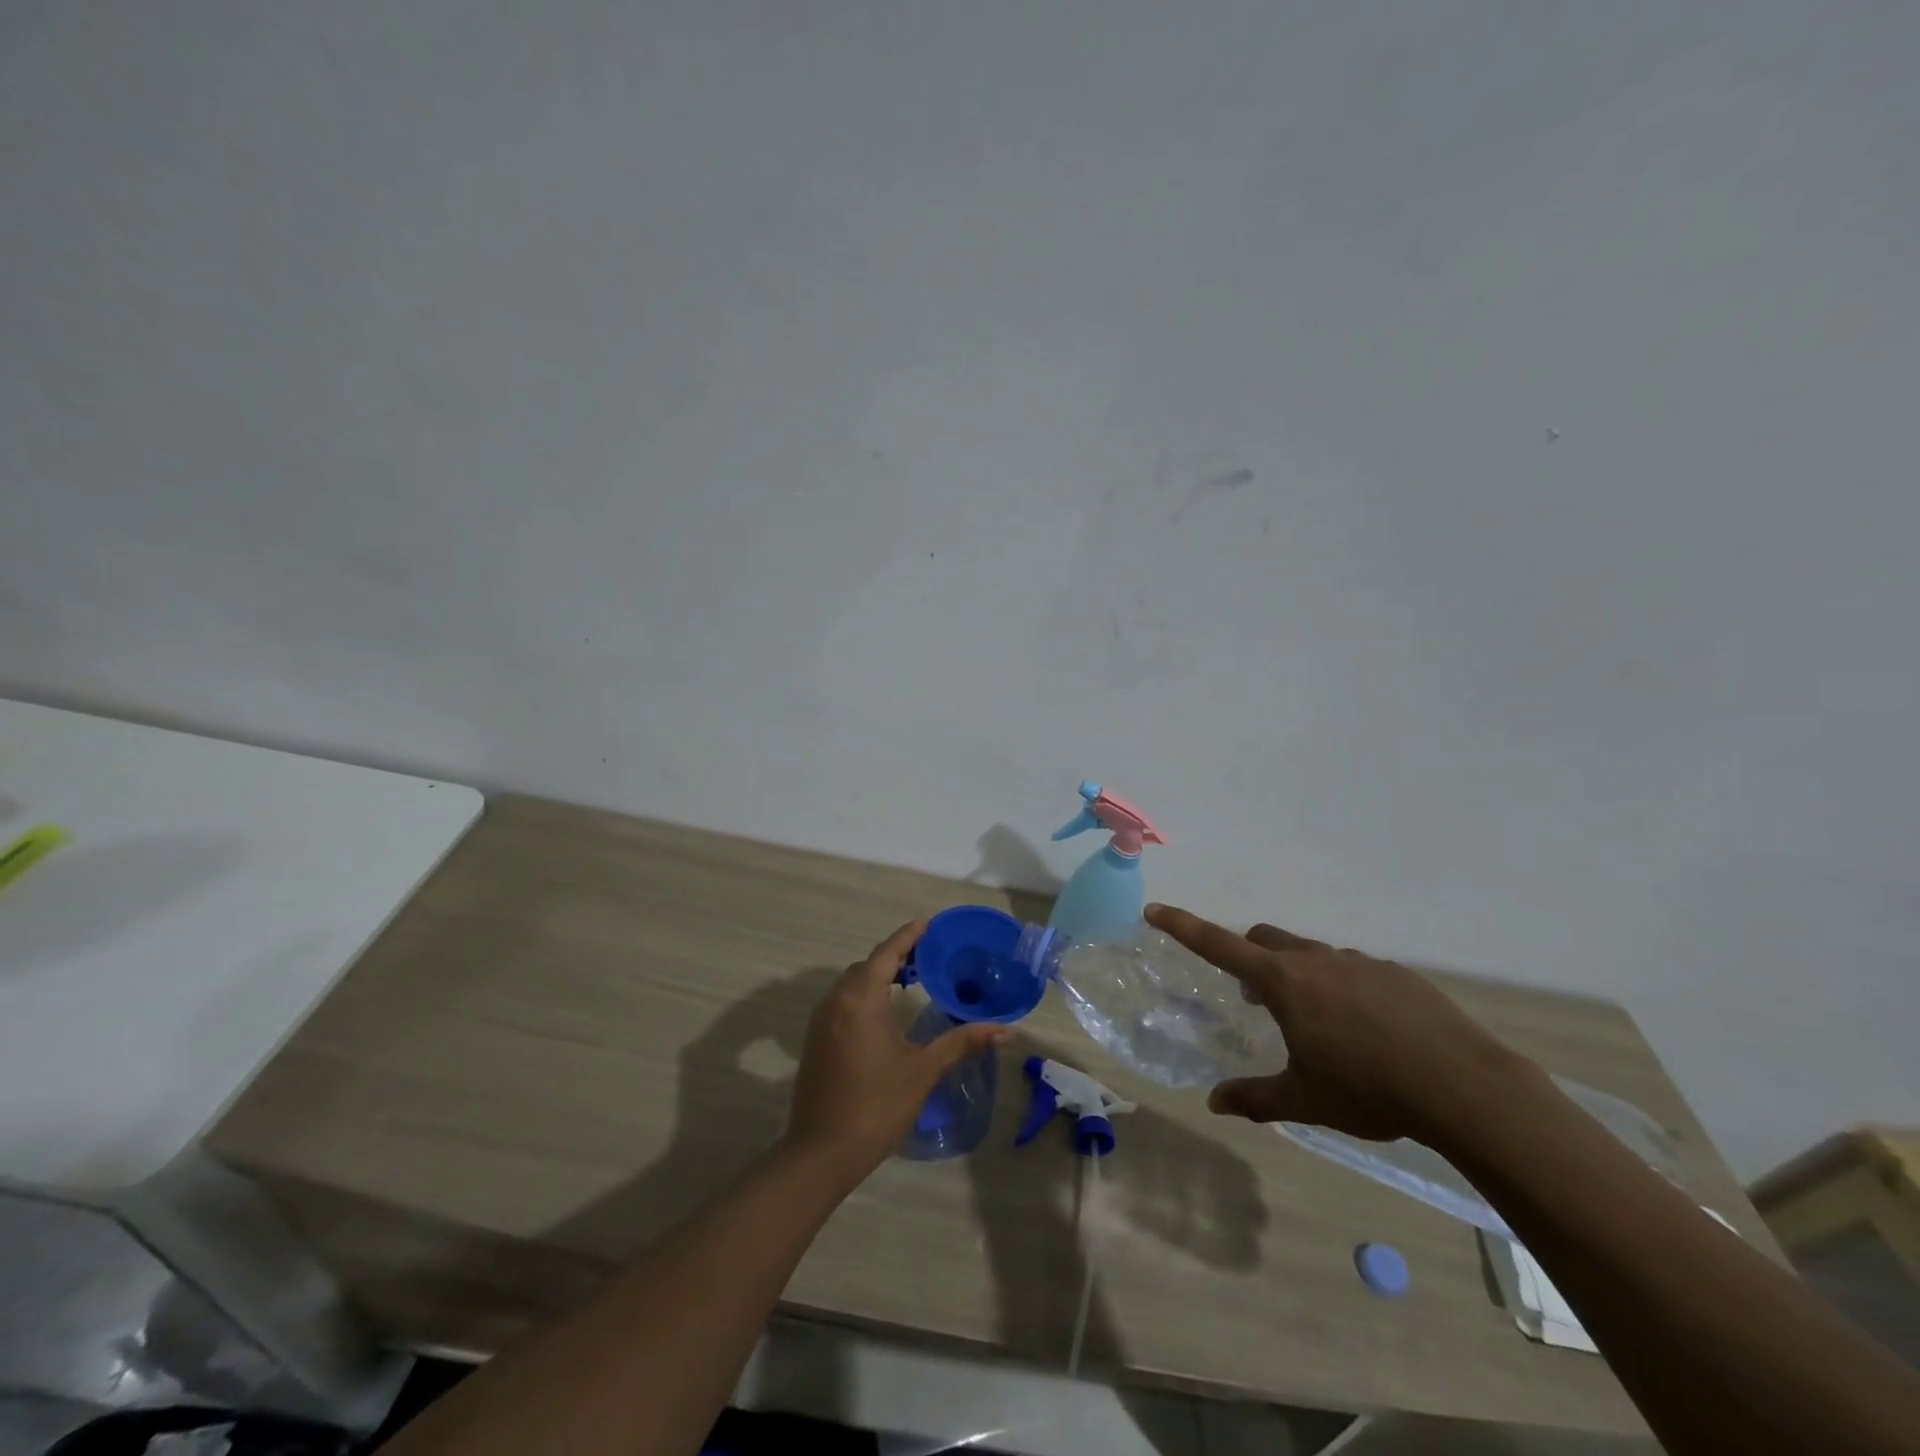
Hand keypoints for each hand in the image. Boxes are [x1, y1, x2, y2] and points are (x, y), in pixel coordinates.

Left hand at [781, 919, 1007, 1179]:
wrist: (822, 1152)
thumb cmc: (876, 1105)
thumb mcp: (923, 1070)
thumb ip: (961, 1043)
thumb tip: (1004, 1030)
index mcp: (861, 999)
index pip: (887, 954)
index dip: (908, 936)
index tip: (928, 922)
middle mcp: (837, 1000)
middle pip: (868, 965)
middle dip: (896, 956)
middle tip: (929, 955)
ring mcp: (822, 1020)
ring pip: (853, 983)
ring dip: (879, 975)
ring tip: (911, 979)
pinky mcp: (817, 1039)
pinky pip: (843, 1001)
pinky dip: (865, 993)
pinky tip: (885, 1012)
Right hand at [1145, 903, 1526, 1147]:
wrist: (1464, 1087)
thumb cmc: (1369, 1090)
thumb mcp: (1305, 1100)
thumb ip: (1255, 1098)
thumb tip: (1215, 1103)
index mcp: (1283, 983)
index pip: (1218, 944)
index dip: (1182, 926)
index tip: (1155, 910)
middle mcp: (1316, 960)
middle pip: (1265, 940)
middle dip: (1249, 957)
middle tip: (1253, 998)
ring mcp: (1359, 962)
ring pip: (1311, 954)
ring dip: (1298, 975)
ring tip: (1318, 1024)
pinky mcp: (1396, 974)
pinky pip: (1353, 969)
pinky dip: (1341, 987)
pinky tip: (1366, 1029)